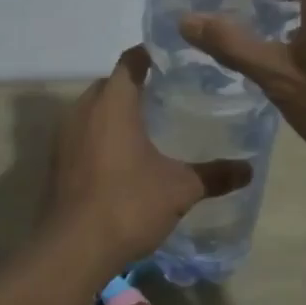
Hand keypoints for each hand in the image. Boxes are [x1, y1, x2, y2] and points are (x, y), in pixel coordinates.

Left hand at [45, 47, 252, 265]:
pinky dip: (100, 136)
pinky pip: (81, 134)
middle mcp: (83, 110)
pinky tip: (122, 157)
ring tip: (147, 125)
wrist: (72, 249)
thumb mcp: (180, 189)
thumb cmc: (128, 204)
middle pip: (109, 84)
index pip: (130, 61)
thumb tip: (249, 169)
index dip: (150, 55)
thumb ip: (214, 175)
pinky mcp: (56, 162)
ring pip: (92, 110)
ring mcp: (64, 137)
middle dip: (134, 85)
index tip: (172, 59)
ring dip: (114, 112)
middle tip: (166, 94)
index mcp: (113, 103)